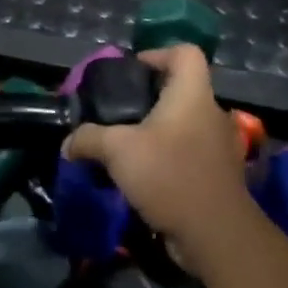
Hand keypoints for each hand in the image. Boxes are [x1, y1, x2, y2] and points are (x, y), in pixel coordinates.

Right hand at [63, 45, 254, 255]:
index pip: (185, 53)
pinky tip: (145, 177)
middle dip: (150, 99)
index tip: (131, 73)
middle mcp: (211, 114)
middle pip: (181, 90)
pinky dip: (169, 159)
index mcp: (192, 95)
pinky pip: (190, 154)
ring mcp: (219, 147)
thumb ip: (89, 139)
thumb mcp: (117, 150)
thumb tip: (67, 144)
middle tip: (119, 114)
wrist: (216, 234)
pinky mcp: (219, 176)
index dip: (158, 54)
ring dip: (159, 132)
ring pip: (185, 125)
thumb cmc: (169, 174)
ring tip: (128, 148)